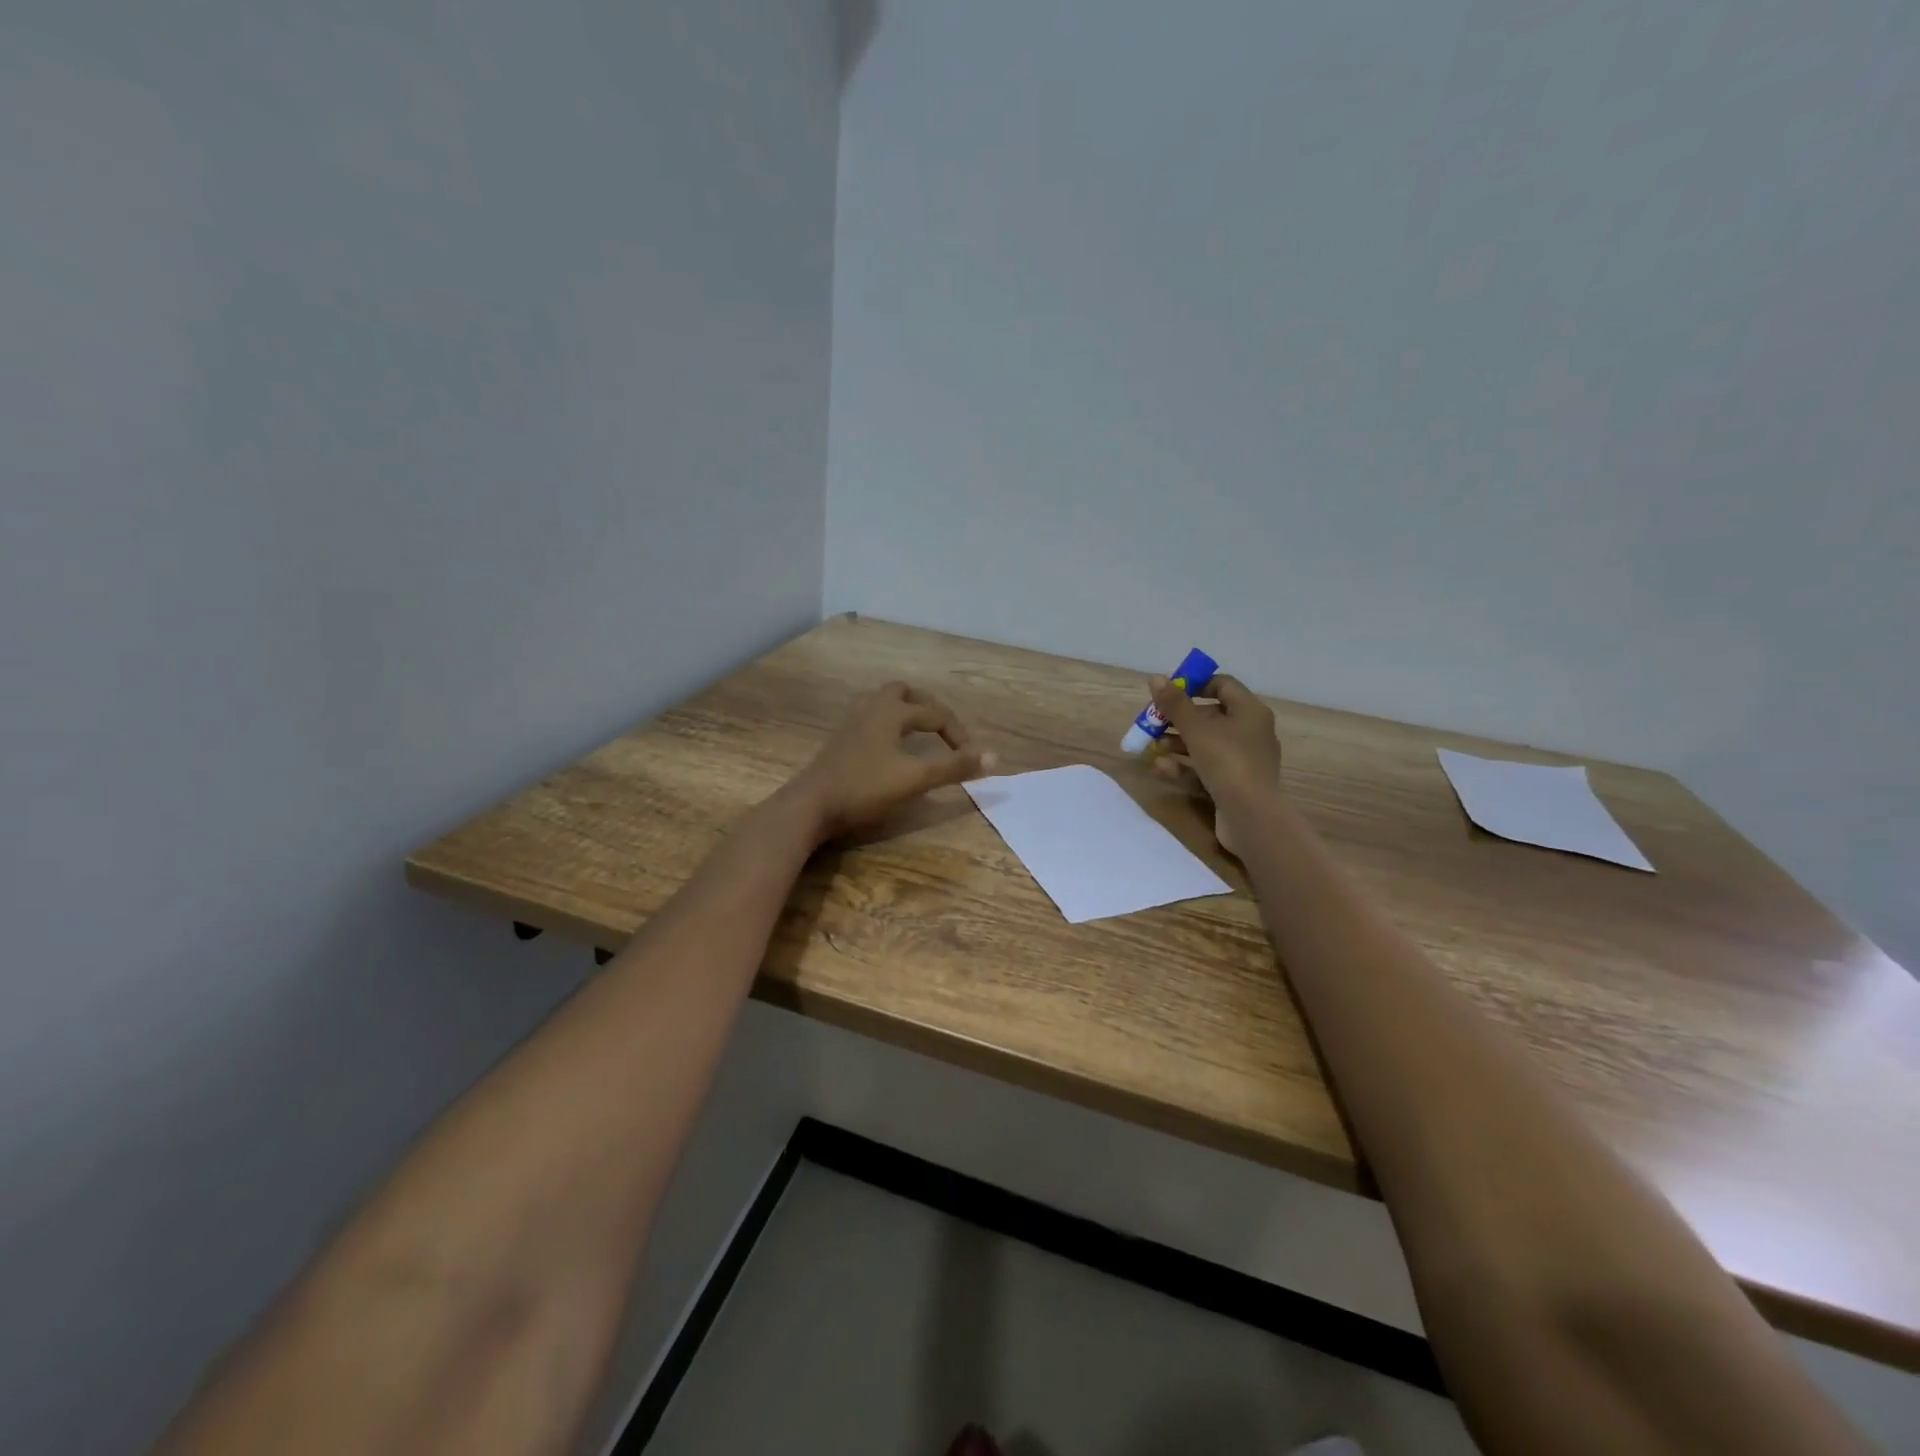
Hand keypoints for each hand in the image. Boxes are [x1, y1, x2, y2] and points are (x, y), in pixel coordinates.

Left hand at [790, 682, 994, 841]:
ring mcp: (852, 721)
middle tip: (944, 731)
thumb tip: (995, 757)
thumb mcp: (916, 779)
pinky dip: (889, 723)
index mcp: (892, 711)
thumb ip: (955, 767)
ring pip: (884, 702)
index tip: (971, 760)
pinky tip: (889, 747)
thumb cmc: (865, 788)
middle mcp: (872, 707)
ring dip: (906, 712)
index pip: (936, 713)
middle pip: (905, 693)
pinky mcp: (840, 738)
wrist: (811, 805)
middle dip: (929, 708)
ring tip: (919, 734)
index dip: (959, 735)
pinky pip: (870, 717)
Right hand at [1147, 673, 1280, 855]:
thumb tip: (1156, 678)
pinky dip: (1185, 766)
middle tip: (1153, 722)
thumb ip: (1175, 704)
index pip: (1222, 685)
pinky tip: (1162, 768)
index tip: (1168, 692)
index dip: (1194, 685)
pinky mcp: (1234, 784)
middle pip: (1210, 716)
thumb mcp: (1196, 729)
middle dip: (1179, 719)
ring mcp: (1243, 760)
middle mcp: (1251, 732)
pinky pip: (1206, 768)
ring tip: (1154, 746)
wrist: (1251, 816)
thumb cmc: (1227, 762)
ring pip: (1206, 744)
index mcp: (1250, 711)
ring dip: (1178, 743)